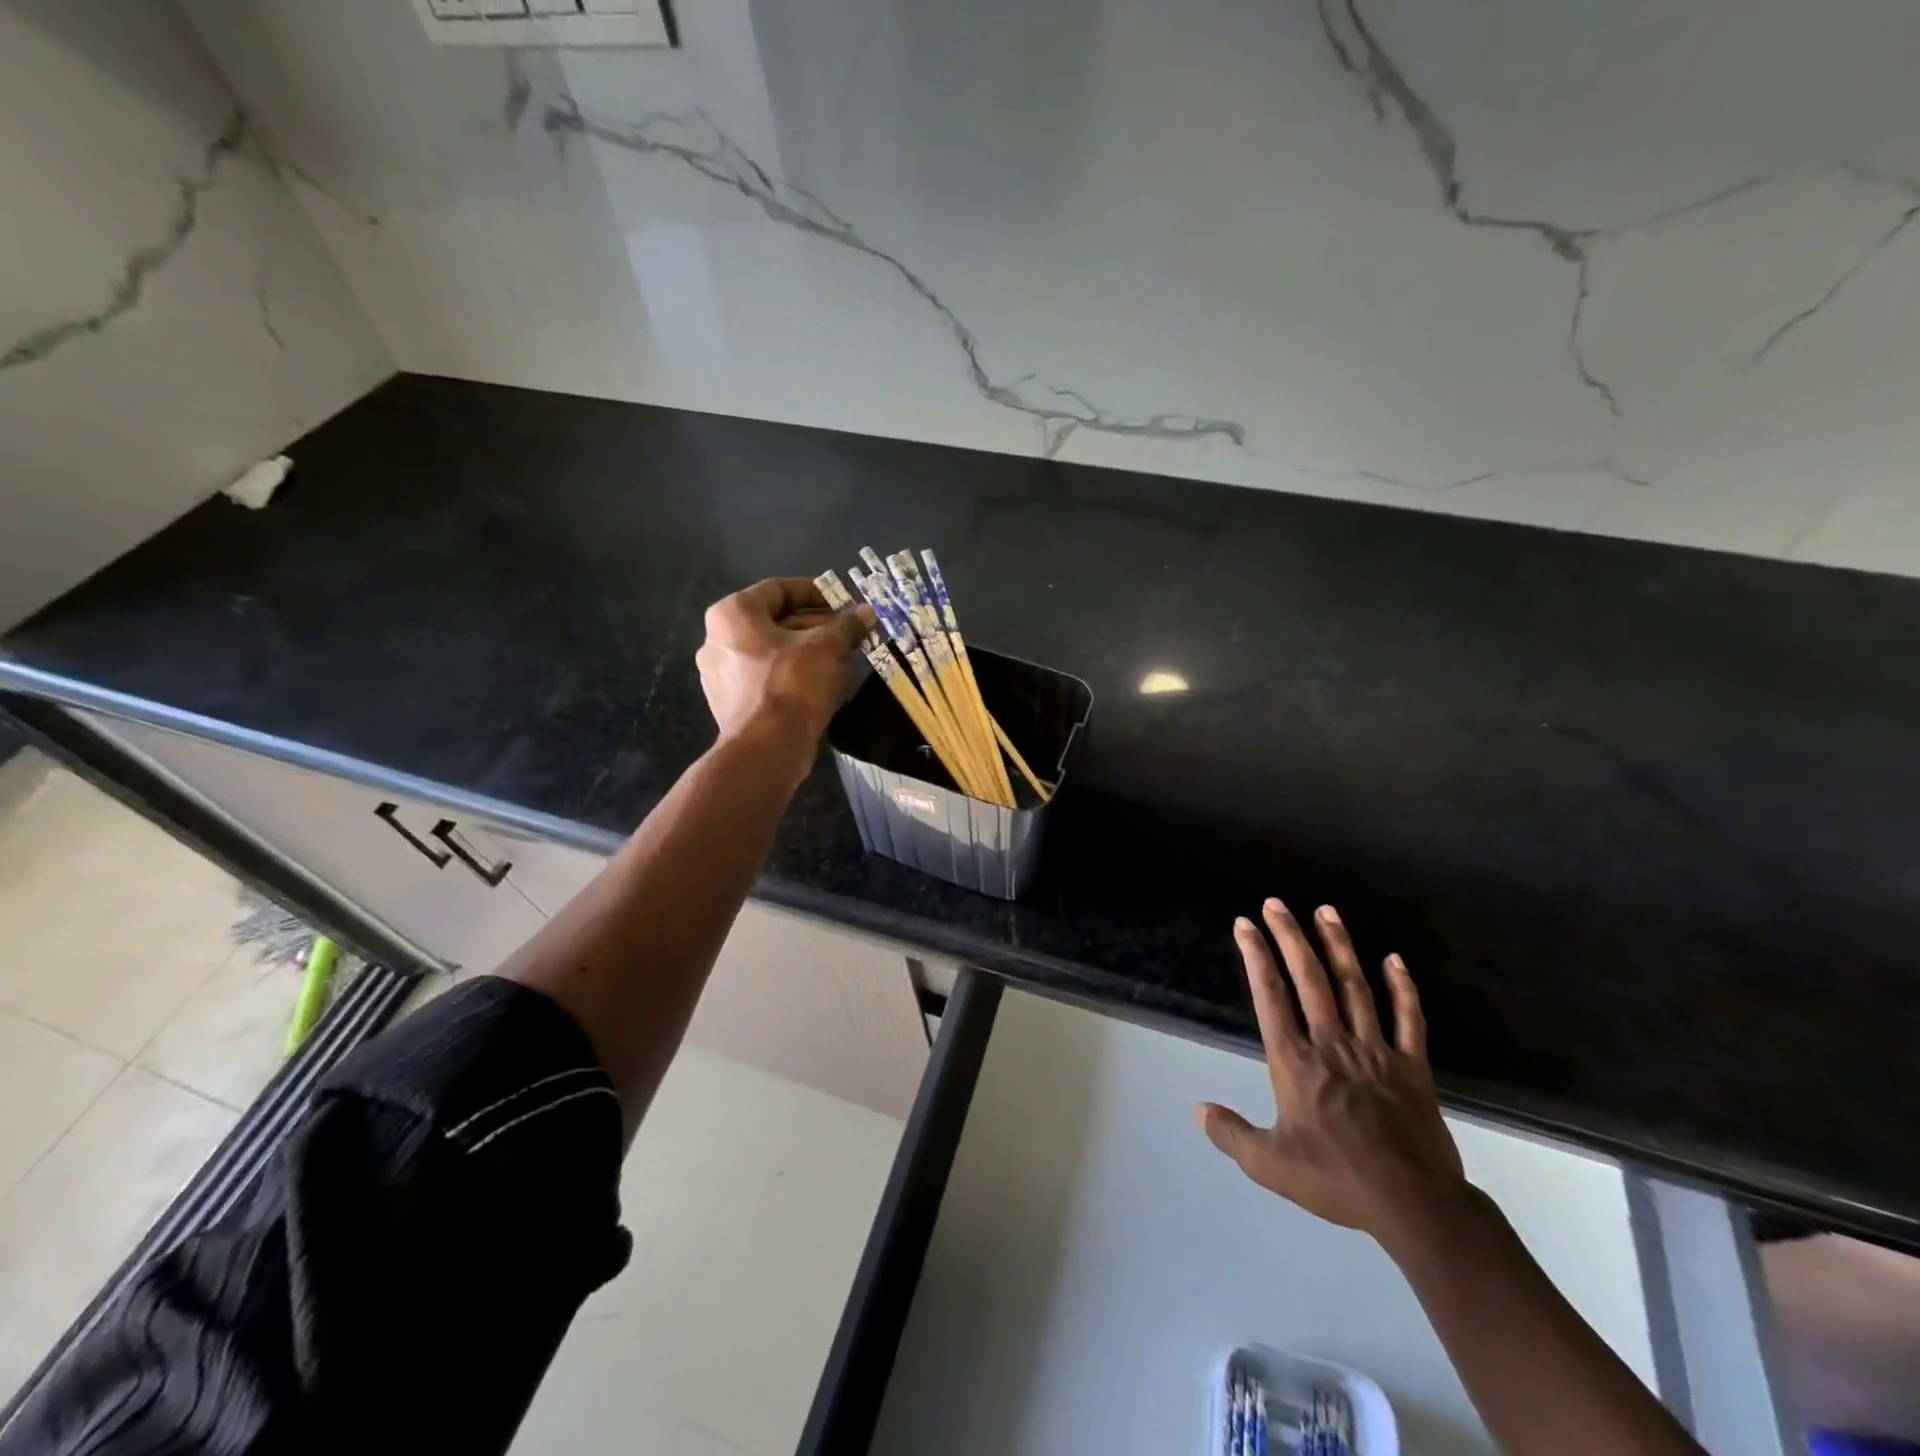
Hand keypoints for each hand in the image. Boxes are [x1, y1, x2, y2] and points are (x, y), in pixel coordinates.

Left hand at [695, 578, 874, 743]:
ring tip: (840, 656)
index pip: (778, 589)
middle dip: (814, 624)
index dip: (815, 591)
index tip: (843, 600)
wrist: (767, 748)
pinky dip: (791, 674)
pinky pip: (765, 677)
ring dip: (805, 650)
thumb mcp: (827, 648)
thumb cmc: (792, 684)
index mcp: (732, 614)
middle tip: (847, 631)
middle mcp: (716, 639)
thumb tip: (866, 612)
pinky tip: (820, 682)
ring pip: (770, 651)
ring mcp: (720, 674)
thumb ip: (847, 626)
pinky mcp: (730, 703)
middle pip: (773, 621)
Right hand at [1197, 899, 1467, 1244]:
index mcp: (1295, 1061)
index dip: (1256, 956)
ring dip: (1338, 946)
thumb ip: (1231, 1133)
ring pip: (1354, 986)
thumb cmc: (1336, 1179)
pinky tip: (1394, 959)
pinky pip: (1409, 1018)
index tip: (1245, 925)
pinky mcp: (1413, 1066)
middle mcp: (1332, 1043)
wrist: (1413, 1205)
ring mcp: (1376, 1051)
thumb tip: (1198, 1109)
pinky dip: (1402, 987)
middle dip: (1290, 936)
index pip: (1270, 996)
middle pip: (1309, 978)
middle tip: (1276, 903)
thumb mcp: (1269, 1164)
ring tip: (1326, 911)